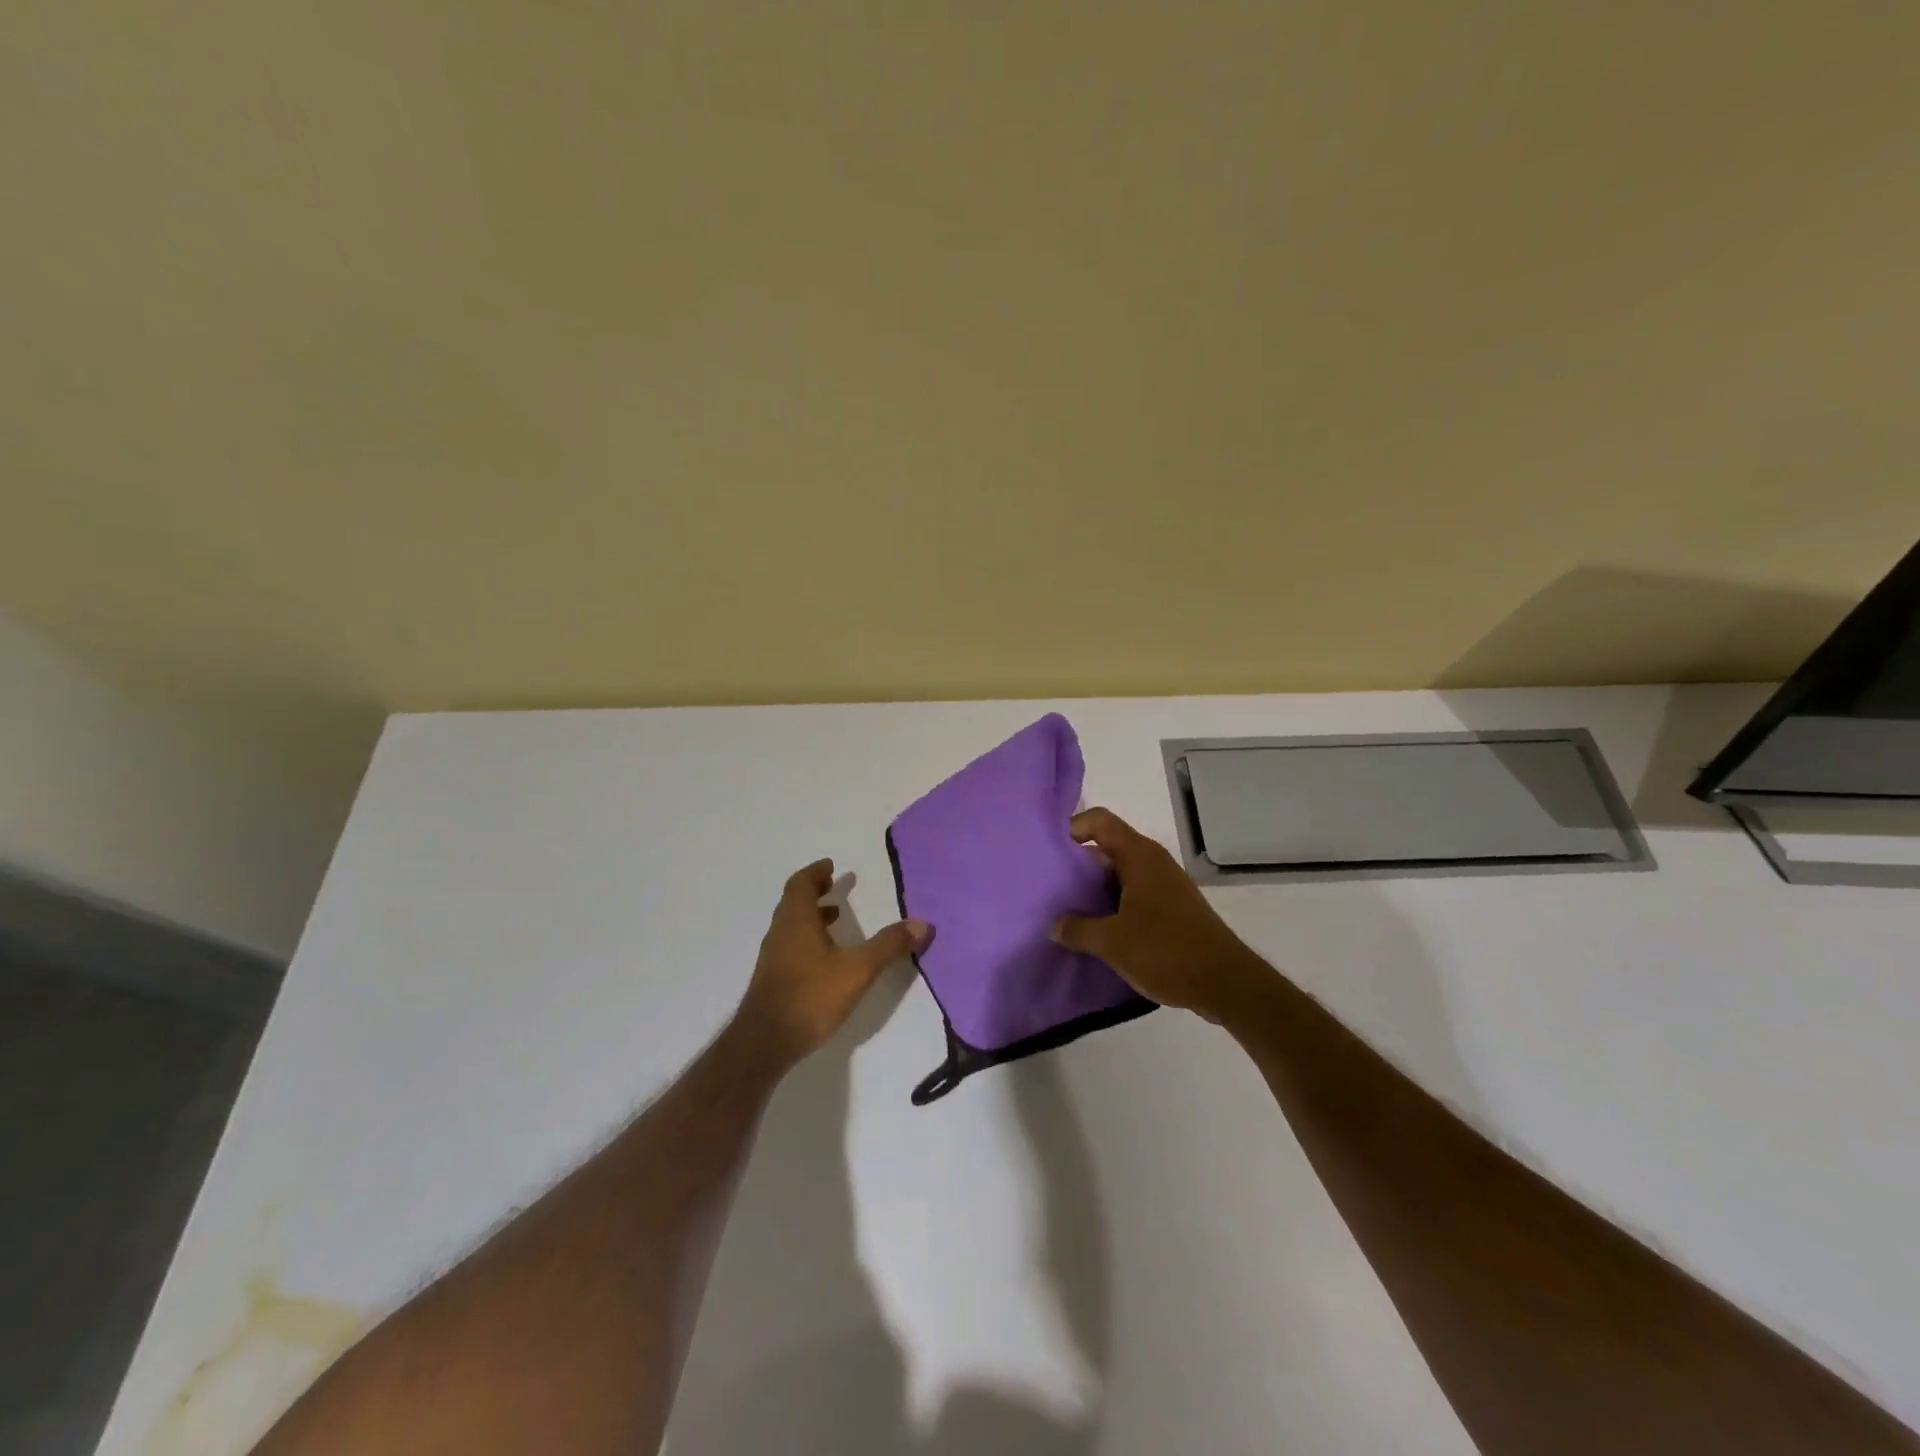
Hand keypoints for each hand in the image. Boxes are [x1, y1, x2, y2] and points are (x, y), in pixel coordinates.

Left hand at [735, 859, 931, 1069]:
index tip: (830, 866)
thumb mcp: (858, 969)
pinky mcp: (774, 979)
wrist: (765, 1043)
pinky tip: (826, 958)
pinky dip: (808, 938)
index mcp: (796, 920)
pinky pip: (791, 945)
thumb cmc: (811, 996)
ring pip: (791, 924)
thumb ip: (888, 945)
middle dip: (814, 891)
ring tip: (835, 917)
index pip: (800, 884)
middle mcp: (781, 932)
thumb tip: (922, 923)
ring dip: (811, 915)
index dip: (815, 872)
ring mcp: (773, 957)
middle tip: (834, 885)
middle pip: (794, 901)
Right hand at [1051, 808, 1269, 1024]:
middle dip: (1077, 865)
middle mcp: (1152, 862)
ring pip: (1119, 875)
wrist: (1225, 983)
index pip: (1099, 821)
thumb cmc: (1165, 950)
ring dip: (1094, 890)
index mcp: (1139, 856)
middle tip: (1049, 886)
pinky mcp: (1171, 909)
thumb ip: (1078, 929)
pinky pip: (1133, 895)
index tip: (1050, 854)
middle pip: (1107, 848)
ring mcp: (1164, 885)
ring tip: (1066, 911)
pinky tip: (1096, 931)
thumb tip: (1055, 925)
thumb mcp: (1112, 942)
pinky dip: (1112, 906)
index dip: (1072, 828)